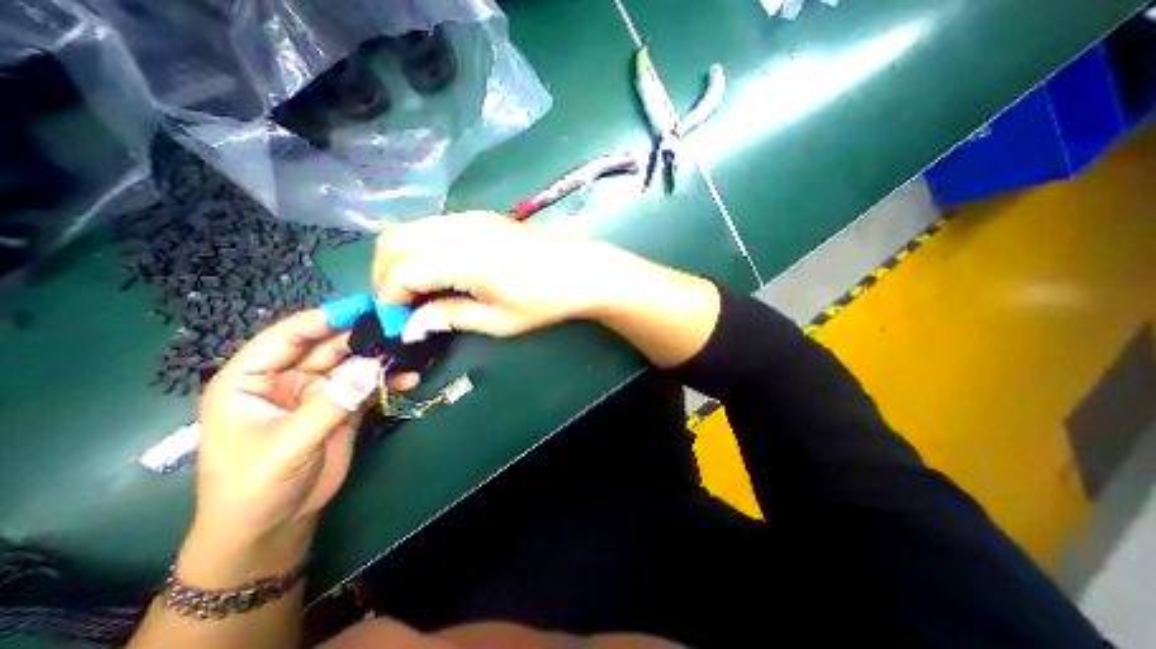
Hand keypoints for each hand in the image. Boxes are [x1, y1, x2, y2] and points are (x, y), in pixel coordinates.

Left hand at [195, 310, 415, 551]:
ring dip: (381, 357)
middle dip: (363, 336)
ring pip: (354, 363)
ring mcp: (321, 391)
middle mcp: (288, 378)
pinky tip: (411, 378)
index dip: (322, 320)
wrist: (276, 526)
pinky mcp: (345, 404)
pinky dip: (391, 380)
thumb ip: (330, 404)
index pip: (286, 338)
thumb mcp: (287, 446)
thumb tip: (373, 367)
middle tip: (399, 326)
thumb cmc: (256, 488)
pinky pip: (370, 384)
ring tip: (411, 350)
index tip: (361, 307)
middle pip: (328, 346)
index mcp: (252, 380)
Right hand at [375, 212, 635, 336]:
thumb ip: (450, 317)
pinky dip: (420, 248)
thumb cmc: (545, 301)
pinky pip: (431, 226)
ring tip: (419, 292)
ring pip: (408, 229)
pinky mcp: (479, 215)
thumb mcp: (499, 321)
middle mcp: (459, 229)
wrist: (582, 270)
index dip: (390, 298)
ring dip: (400, 260)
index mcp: (464, 258)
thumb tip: (412, 325)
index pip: (400, 271)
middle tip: (403, 307)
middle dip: (385, 276)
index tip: (400, 322)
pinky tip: (438, 271)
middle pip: (392, 242)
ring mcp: (468, 217)